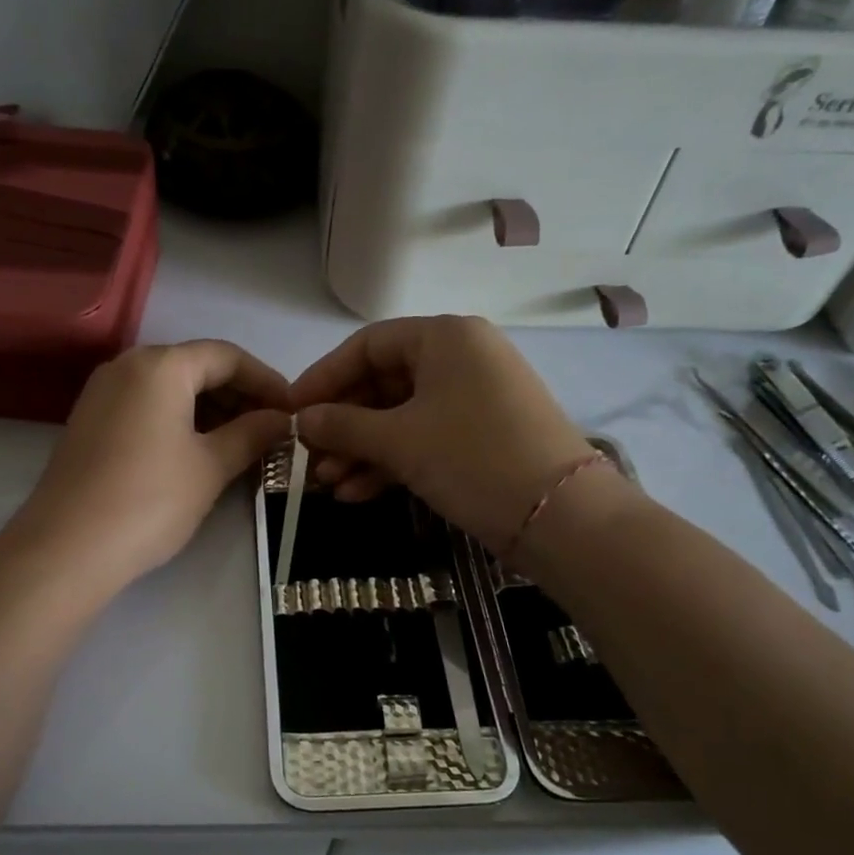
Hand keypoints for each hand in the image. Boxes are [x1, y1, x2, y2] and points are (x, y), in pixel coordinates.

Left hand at [14, 341, 291, 587]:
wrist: (66, 549)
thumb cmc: (149, 500)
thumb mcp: (211, 466)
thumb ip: (252, 434)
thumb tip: (282, 420)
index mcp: (160, 365)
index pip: (227, 356)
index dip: (267, 381)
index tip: (293, 411)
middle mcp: (128, 366)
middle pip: (197, 367)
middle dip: (239, 396)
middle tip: (271, 431)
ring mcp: (103, 393)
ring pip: (171, 388)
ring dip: (211, 410)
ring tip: (243, 444)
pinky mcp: (91, 422)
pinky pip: (147, 407)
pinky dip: (180, 421)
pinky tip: (201, 451)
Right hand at [291, 315, 610, 548]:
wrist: (562, 517)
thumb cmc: (473, 458)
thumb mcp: (399, 440)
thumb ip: (343, 425)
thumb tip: (301, 421)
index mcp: (445, 337)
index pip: (367, 346)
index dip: (324, 378)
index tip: (292, 411)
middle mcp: (461, 358)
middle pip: (382, 383)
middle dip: (342, 425)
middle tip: (307, 457)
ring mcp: (474, 399)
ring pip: (401, 417)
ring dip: (361, 450)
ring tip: (326, 484)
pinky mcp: (482, 436)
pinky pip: (424, 438)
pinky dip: (390, 462)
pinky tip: (356, 493)